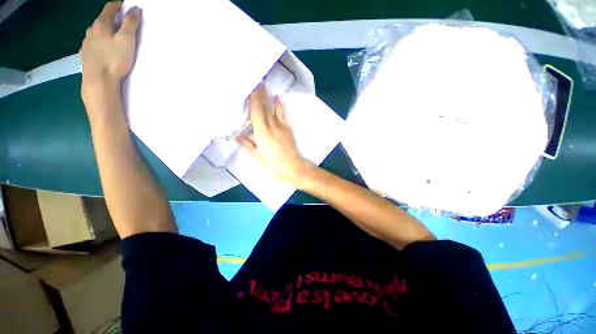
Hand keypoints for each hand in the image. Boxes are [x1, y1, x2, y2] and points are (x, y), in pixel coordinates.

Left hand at [80, 2, 140, 102]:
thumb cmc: (114, 59)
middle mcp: (92, 30)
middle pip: (102, 19)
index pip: (110, 8)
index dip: (118, 4)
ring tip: (112, 35)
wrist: (98, 79)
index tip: (125, 4)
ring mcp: (86, 42)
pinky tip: (102, 47)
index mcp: (102, 24)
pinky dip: (98, 41)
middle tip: (120, 21)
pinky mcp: (85, 54)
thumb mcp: (127, 40)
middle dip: (111, 18)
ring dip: (104, 30)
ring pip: (96, 31)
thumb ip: (131, 23)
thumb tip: (135, 9)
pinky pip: (92, 43)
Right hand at [236, 85, 312, 186]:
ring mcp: (281, 127)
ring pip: (273, 109)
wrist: (293, 167)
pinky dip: (279, 106)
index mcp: (261, 133)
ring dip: (268, 97)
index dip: (253, 100)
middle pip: (264, 108)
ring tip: (264, 86)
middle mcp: (271, 126)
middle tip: (256, 81)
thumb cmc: (273, 165)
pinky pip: (282, 115)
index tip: (249, 88)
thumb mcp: (257, 156)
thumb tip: (236, 135)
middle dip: (260, 94)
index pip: (256, 112)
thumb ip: (247, 144)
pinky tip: (277, 98)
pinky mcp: (288, 129)